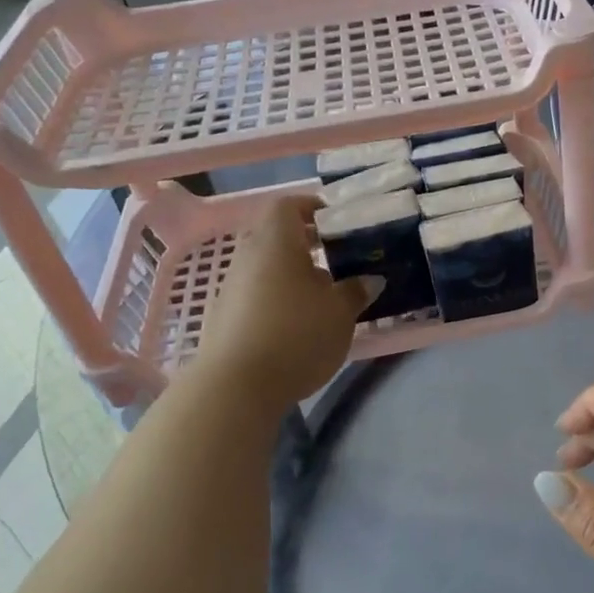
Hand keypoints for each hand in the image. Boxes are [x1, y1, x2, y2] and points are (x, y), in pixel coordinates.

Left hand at [189, 197, 375, 405]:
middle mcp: (248, 255)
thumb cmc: (296, 335)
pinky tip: (297, 323)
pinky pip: (255, 293)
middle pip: (275, 235)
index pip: (288, 205)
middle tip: (336, 258)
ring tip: (322, 295)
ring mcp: (230, 287)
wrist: (236, 387)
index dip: (312, 208)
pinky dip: (276, 297)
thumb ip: (356, 290)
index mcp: (276, 241)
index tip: (337, 223)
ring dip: (291, 273)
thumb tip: (370, 279)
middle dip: (305, 243)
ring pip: (265, 266)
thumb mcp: (341, 313)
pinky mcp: (223, 317)